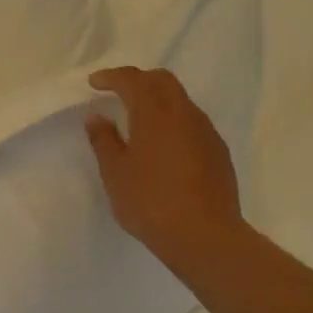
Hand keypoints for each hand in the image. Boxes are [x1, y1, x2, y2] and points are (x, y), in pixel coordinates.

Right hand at [85, 67, 246, 281]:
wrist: (204, 235)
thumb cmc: (150, 202)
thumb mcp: (115, 173)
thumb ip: (104, 140)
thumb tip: (96, 116)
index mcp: (155, 114)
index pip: (133, 80)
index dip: (111, 77)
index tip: (94, 83)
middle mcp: (184, 114)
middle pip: (163, 80)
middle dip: (138, 80)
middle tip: (117, 92)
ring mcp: (206, 132)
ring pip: (180, 100)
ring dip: (158, 100)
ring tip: (138, 119)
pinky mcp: (218, 151)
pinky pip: (192, 122)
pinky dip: (173, 121)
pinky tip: (162, 145)